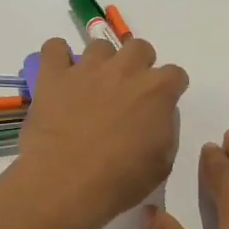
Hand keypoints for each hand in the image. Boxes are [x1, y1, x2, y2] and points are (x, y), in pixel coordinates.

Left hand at [11, 36, 189, 228]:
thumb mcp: (162, 163)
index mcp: (157, 91)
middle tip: (126, 92)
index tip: (160, 104)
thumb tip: (157, 116)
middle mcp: (125, 69)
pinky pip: (54, 48)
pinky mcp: (54, 76)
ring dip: (101, 63)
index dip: (168, 89)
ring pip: (100, 45)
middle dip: (137, 66)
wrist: (67, 183)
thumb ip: (165, 130)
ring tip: (91, 87)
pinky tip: (60, 77)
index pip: (175, 74)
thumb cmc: (121, 181)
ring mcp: (87, 68)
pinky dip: (58, 58)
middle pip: (139, 48)